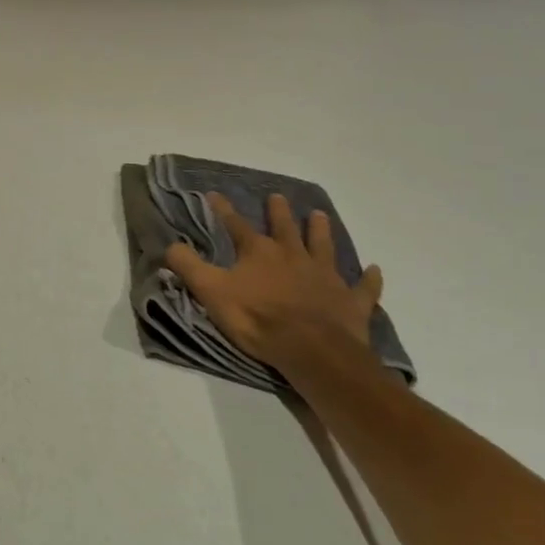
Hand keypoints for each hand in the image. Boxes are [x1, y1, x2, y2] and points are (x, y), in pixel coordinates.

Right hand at [164, 192, 383, 373]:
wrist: (312, 350)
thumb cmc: (257, 319)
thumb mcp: (211, 292)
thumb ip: (189, 267)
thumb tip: (171, 244)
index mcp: (259, 252)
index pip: (235, 225)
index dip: (223, 210)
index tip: (214, 194)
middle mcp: (293, 256)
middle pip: (285, 228)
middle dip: (279, 212)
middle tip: (278, 197)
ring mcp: (326, 277)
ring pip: (323, 246)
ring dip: (321, 231)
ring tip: (320, 215)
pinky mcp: (351, 301)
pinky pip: (363, 287)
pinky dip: (369, 279)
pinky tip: (374, 269)